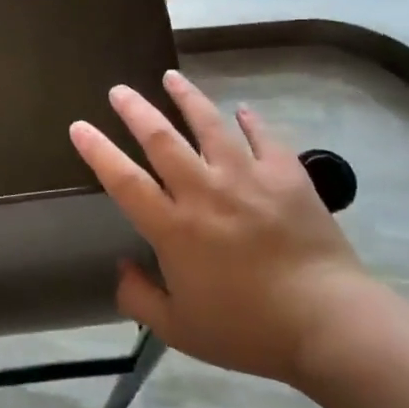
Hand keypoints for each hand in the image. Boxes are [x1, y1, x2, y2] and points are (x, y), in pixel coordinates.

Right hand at [69, 69, 374, 386]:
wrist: (329, 324)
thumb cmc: (248, 330)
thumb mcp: (180, 330)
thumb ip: (140, 298)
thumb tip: (122, 267)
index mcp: (174, 228)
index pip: (124, 180)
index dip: (97, 150)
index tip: (79, 126)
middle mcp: (204, 192)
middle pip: (162, 139)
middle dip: (135, 110)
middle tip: (119, 89)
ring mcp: (247, 178)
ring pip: (209, 125)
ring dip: (187, 98)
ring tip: (171, 76)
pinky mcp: (287, 175)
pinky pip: (264, 137)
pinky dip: (250, 121)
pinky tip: (242, 109)